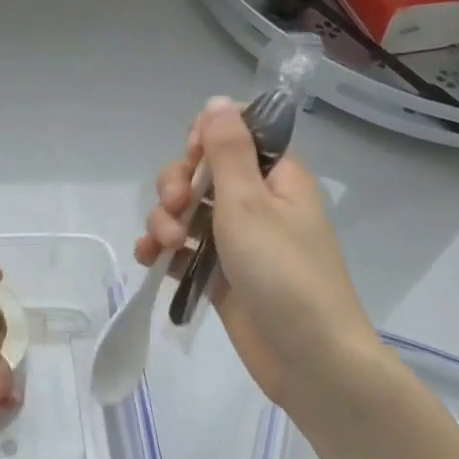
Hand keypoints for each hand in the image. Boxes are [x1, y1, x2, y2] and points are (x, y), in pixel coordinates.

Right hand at [134, 99, 384, 417]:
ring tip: (160, 247)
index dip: (204, 141)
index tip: (191, 160)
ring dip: (164, 221)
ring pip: (187, 212)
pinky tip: (150, 260)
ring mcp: (238, 241)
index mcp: (276, 176)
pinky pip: (185, 250)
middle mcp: (257, 202)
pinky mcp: (221, 274)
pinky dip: (165, 251)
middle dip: (176, 187)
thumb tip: (217, 100)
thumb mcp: (249, 203)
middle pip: (202, 173)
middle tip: (173, 209)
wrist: (308, 358)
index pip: (236, 135)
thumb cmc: (283, 273)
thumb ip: (227, 150)